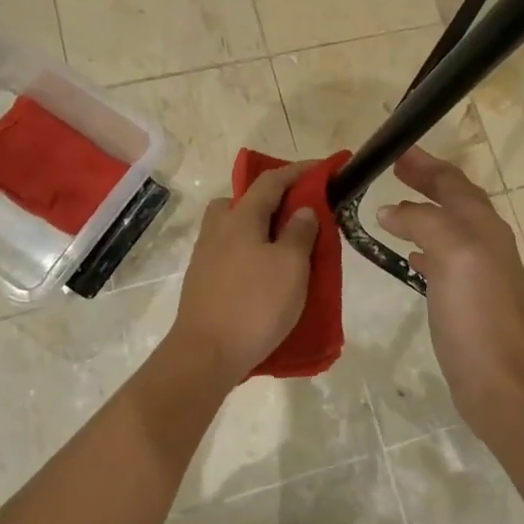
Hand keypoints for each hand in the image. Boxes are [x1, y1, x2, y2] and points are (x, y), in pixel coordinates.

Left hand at [165, 161, 319, 383]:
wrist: (206, 354)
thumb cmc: (255, 305)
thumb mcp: (291, 266)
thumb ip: (299, 232)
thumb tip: (302, 210)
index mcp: (240, 218)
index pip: (270, 181)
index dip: (297, 171)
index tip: (322, 169)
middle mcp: (217, 230)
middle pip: (242, 201)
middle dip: (270, 200)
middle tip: (297, 214)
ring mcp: (205, 257)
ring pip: (234, 228)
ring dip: (259, 229)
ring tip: (285, 249)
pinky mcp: (202, 282)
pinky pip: (230, 253)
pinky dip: (250, 252)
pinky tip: (265, 275)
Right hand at [377, 147, 523, 430]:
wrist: (501, 382)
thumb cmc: (476, 314)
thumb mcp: (452, 256)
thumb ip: (423, 223)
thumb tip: (391, 211)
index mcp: (484, 227)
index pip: (454, 183)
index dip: (426, 165)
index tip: (396, 151)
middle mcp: (486, 244)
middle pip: (454, 201)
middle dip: (426, 182)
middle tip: (396, 168)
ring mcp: (480, 273)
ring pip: (449, 229)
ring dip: (423, 213)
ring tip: (393, 208)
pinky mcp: (469, 300)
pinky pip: (444, 259)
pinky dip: (425, 247)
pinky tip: (410, 256)